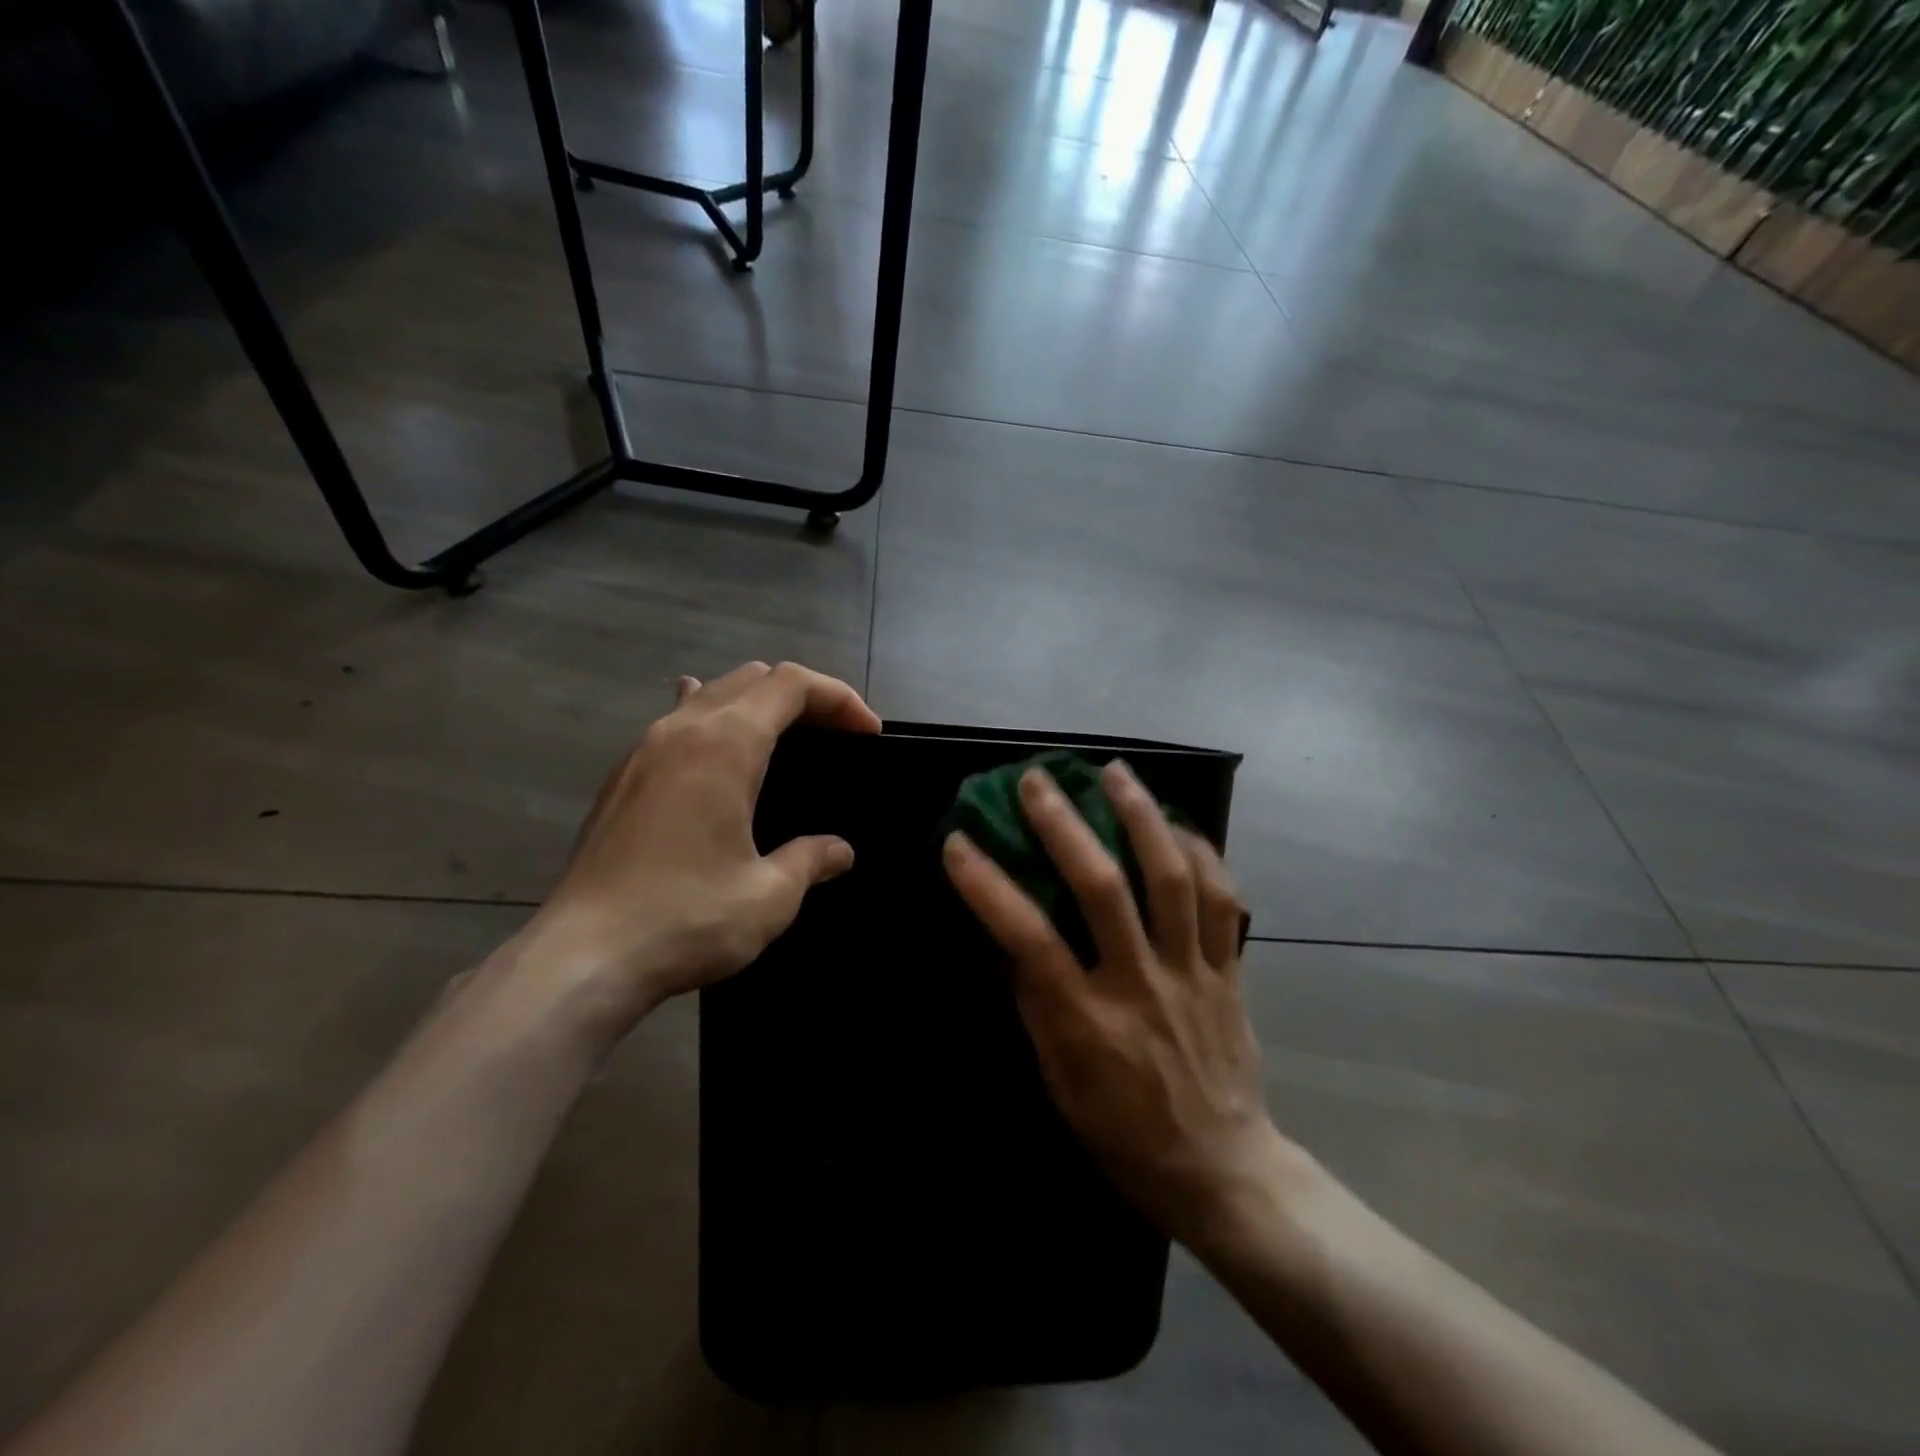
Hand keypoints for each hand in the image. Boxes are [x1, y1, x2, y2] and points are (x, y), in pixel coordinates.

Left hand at [517, 662, 880, 1044]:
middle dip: (803, 696)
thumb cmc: (685, 919)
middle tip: (834, 736)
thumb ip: (810, 860)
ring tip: (783, 739)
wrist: (581, 958)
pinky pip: (676, 721)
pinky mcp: (622, 777)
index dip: (838, 697)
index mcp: (725, 745)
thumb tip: (839, 851)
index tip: (868, 734)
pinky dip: (713, 722)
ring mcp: (644, 750)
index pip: (791, 684)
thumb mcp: (769, 896)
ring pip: (710, 693)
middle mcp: (681, 730)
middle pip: (752, 677)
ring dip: (756, 703)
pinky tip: (716, 754)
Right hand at [943, 760, 1290, 1249]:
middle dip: (1065, 825)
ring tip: (1114, 773)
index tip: (958, 842)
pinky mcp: (1230, 971)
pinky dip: (1201, 855)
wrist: (1222, 1171)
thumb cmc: (1122, 1134)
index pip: (1028, 938)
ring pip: (1171, 879)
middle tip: (1038, 780)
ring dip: (1140, 817)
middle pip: (1102, 888)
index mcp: (1087, 1021)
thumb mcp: (1058, 1083)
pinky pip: (1223, 901)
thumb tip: (1012, 940)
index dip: (988, 885)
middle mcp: (1140, 984)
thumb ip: (1036, 1006)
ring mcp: (1191, 973)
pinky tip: (1177, 824)